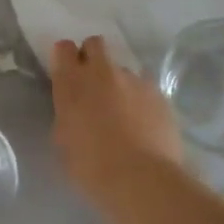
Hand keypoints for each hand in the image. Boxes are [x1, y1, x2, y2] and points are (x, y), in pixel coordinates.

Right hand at [50, 36, 181, 205]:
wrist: (140, 179)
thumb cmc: (90, 165)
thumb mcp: (63, 139)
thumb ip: (67, 112)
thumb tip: (75, 107)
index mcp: (72, 82)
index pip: (64, 48)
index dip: (65, 57)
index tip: (66, 72)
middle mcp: (103, 72)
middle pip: (96, 44)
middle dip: (92, 57)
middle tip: (92, 84)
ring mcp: (135, 80)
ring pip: (123, 69)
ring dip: (118, 83)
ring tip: (123, 112)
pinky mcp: (160, 94)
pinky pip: (145, 88)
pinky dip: (141, 99)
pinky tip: (143, 123)